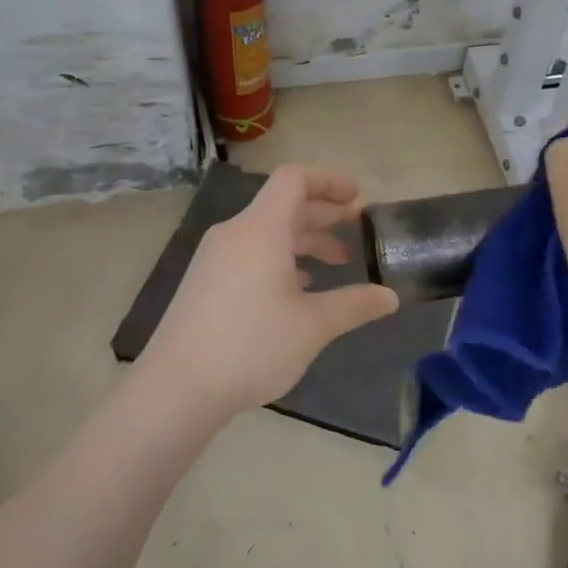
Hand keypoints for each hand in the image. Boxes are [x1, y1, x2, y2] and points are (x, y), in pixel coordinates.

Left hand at [135, 164, 399, 421]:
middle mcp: (236, 233)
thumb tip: (390, 297)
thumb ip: (354, 305)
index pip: (294, 179)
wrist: (178, 387)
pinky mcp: (206, 281)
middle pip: (284, 205)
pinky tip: (299, 288)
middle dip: (324, 214)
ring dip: (305, 240)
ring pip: (268, 232)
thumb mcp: (313, 326)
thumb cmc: (251, 346)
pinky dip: (281, 259)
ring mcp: (216, 257)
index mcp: (261, 229)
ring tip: (337, 262)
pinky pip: (251, 254)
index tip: (358, 199)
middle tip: (358, 230)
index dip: (330, 181)